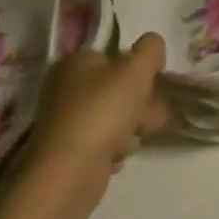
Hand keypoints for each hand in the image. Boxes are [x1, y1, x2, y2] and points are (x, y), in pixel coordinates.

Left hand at [23, 35, 170, 203]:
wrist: (70, 173)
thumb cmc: (103, 111)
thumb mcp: (136, 69)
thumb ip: (150, 49)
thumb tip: (153, 45)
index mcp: (75, 62)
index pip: (115, 56)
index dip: (138, 69)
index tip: (154, 85)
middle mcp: (65, 88)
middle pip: (116, 88)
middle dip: (140, 104)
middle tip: (151, 117)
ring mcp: (64, 122)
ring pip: (113, 117)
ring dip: (131, 128)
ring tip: (132, 140)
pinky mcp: (67, 152)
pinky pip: (102, 143)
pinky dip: (113, 148)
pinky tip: (116, 156)